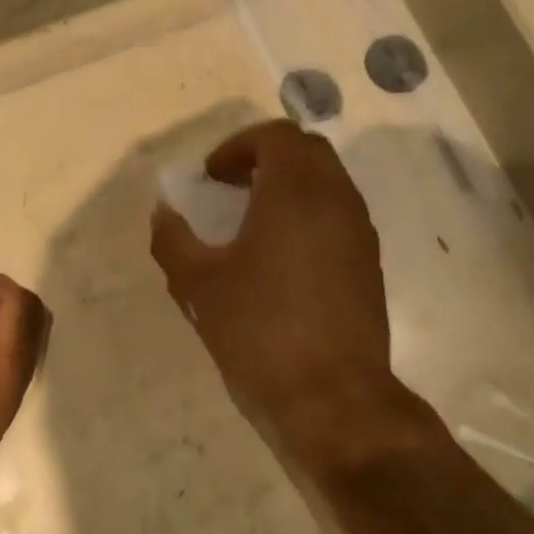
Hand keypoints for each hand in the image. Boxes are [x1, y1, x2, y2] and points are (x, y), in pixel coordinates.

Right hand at [150, 121, 398, 469]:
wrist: (332, 397)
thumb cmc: (259, 331)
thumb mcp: (199, 285)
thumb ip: (174, 240)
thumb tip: (164, 213)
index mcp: (295, 192)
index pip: (276, 136)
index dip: (238, 146)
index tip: (211, 177)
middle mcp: (336, 200)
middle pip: (307, 151)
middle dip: (265, 158)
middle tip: (231, 189)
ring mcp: (359, 231)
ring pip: (328, 182)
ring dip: (289, 187)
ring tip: (252, 222)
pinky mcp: (369, 263)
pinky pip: (339, 215)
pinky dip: (309, 214)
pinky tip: (281, 258)